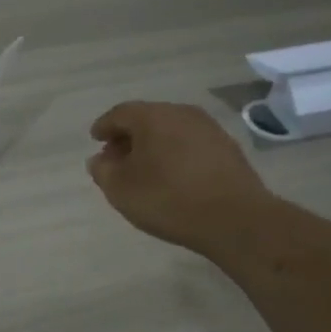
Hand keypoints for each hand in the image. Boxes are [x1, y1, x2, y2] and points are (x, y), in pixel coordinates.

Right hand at [87, 101, 271, 253]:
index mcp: (153, 116)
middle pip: (147, 118)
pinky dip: (175, 154)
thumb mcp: (120, 189)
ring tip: (143, 169)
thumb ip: (102, 170)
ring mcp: (209, 129)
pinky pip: (190, 144)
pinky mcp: (227, 148)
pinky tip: (172, 175)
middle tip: (116, 157)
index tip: (95, 139)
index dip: (104, 126)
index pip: (120, 114)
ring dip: (153, 145)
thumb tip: (100, 159)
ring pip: (171, 130)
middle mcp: (182, 113)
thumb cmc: (168, 199)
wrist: (235, 218)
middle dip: (128, 136)